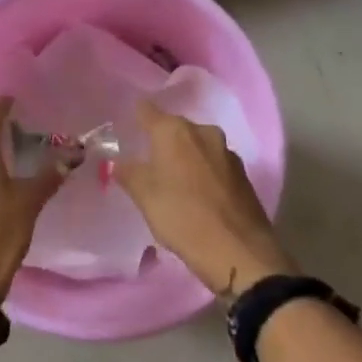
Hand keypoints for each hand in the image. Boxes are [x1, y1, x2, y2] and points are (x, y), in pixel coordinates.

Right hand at [116, 101, 293, 296]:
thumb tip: (118, 162)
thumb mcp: (145, 197)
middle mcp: (202, 132)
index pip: (146, 110)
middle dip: (161, 141)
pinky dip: (202, 173)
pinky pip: (213, 165)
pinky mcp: (243, 174)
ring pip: (196, 146)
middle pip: (174, 128)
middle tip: (146, 163)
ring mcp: (226, 152)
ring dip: (184, 158)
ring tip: (172, 182)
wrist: (239, 251)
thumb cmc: (183, 217)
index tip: (126, 129)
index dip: (135, 117)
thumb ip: (129, 173)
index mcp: (174, 130)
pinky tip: (197, 195)